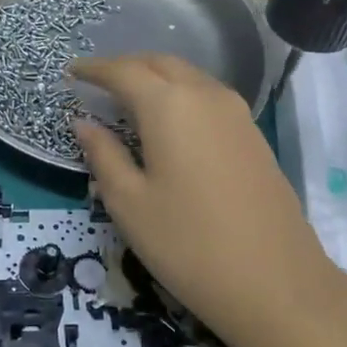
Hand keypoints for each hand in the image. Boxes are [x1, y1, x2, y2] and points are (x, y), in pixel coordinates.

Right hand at [69, 54, 346, 346]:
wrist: (275, 282)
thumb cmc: (188, 244)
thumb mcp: (130, 203)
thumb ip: (103, 155)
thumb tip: (83, 123)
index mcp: (169, 105)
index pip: (123, 71)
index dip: (94, 69)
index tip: (71, 71)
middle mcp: (206, 95)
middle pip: (160, 64)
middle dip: (127, 67)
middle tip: (99, 83)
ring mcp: (237, 113)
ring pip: (189, 77)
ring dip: (157, 79)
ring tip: (131, 100)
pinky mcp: (254, 135)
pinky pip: (209, 98)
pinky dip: (182, 97)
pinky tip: (171, 123)